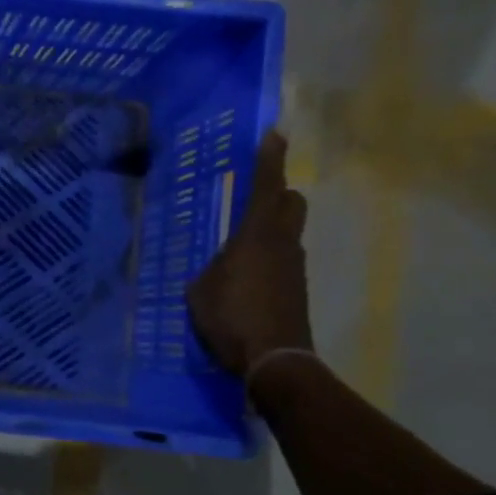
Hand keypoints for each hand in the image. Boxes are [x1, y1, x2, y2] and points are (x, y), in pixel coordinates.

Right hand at [186, 131, 312, 376]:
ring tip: (237, 251)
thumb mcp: (200, 291)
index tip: (274, 134)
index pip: (266, 186)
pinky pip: (281, 262)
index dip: (269, 159)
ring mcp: (294, 268)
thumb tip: (218, 269)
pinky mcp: (295, 291)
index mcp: (257, 236)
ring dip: (269, 232)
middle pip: (291, 203)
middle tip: (255, 197)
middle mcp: (283, 244)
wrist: (276, 360)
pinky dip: (267, 261)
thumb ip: (209, 270)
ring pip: (287, 234)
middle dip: (278, 194)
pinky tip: (244, 282)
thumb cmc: (231, 317)